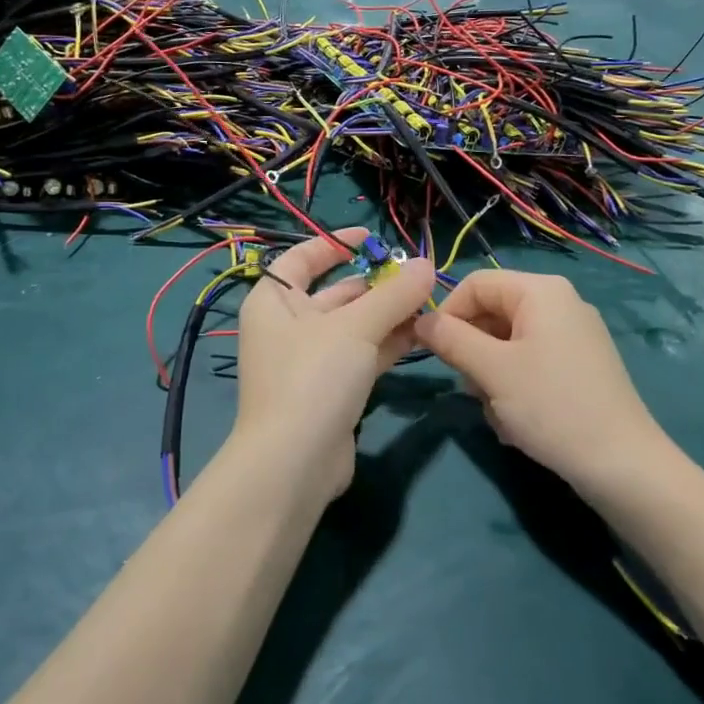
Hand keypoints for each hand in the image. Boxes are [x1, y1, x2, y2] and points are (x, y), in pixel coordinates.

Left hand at [230, 227, 434, 503]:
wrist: (294, 465)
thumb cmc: (313, 378)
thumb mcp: (355, 328)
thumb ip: (394, 295)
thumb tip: (426, 264)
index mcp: (274, 301)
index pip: (301, 259)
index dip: (335, 244)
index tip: (372, 238)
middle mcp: (288, 327)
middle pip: (335, 293)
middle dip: (376, 283)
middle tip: (417, 275)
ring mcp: (310, 361)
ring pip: (353, 326)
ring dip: (388, 313)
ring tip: (429, 300)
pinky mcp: (331, 389)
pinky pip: (362, 354)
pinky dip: (388, 342)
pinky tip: (422, 332)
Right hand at [414, 270, 665, 493]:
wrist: (622, 464)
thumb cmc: (552, 406)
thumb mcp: (492, 370)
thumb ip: (451, 339)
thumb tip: (420, 320)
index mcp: (541, 291)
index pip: (476, 283)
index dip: (448, 313)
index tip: (433, 352)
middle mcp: (560, 303)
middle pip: (492, 313)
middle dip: (474, 353)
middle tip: (473, 391)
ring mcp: (573, 335)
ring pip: (508, 343)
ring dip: (492, 377)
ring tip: (501, 413)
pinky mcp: (580, 365)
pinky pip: (531, 362)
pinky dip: (516, 387)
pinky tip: (520, 422)